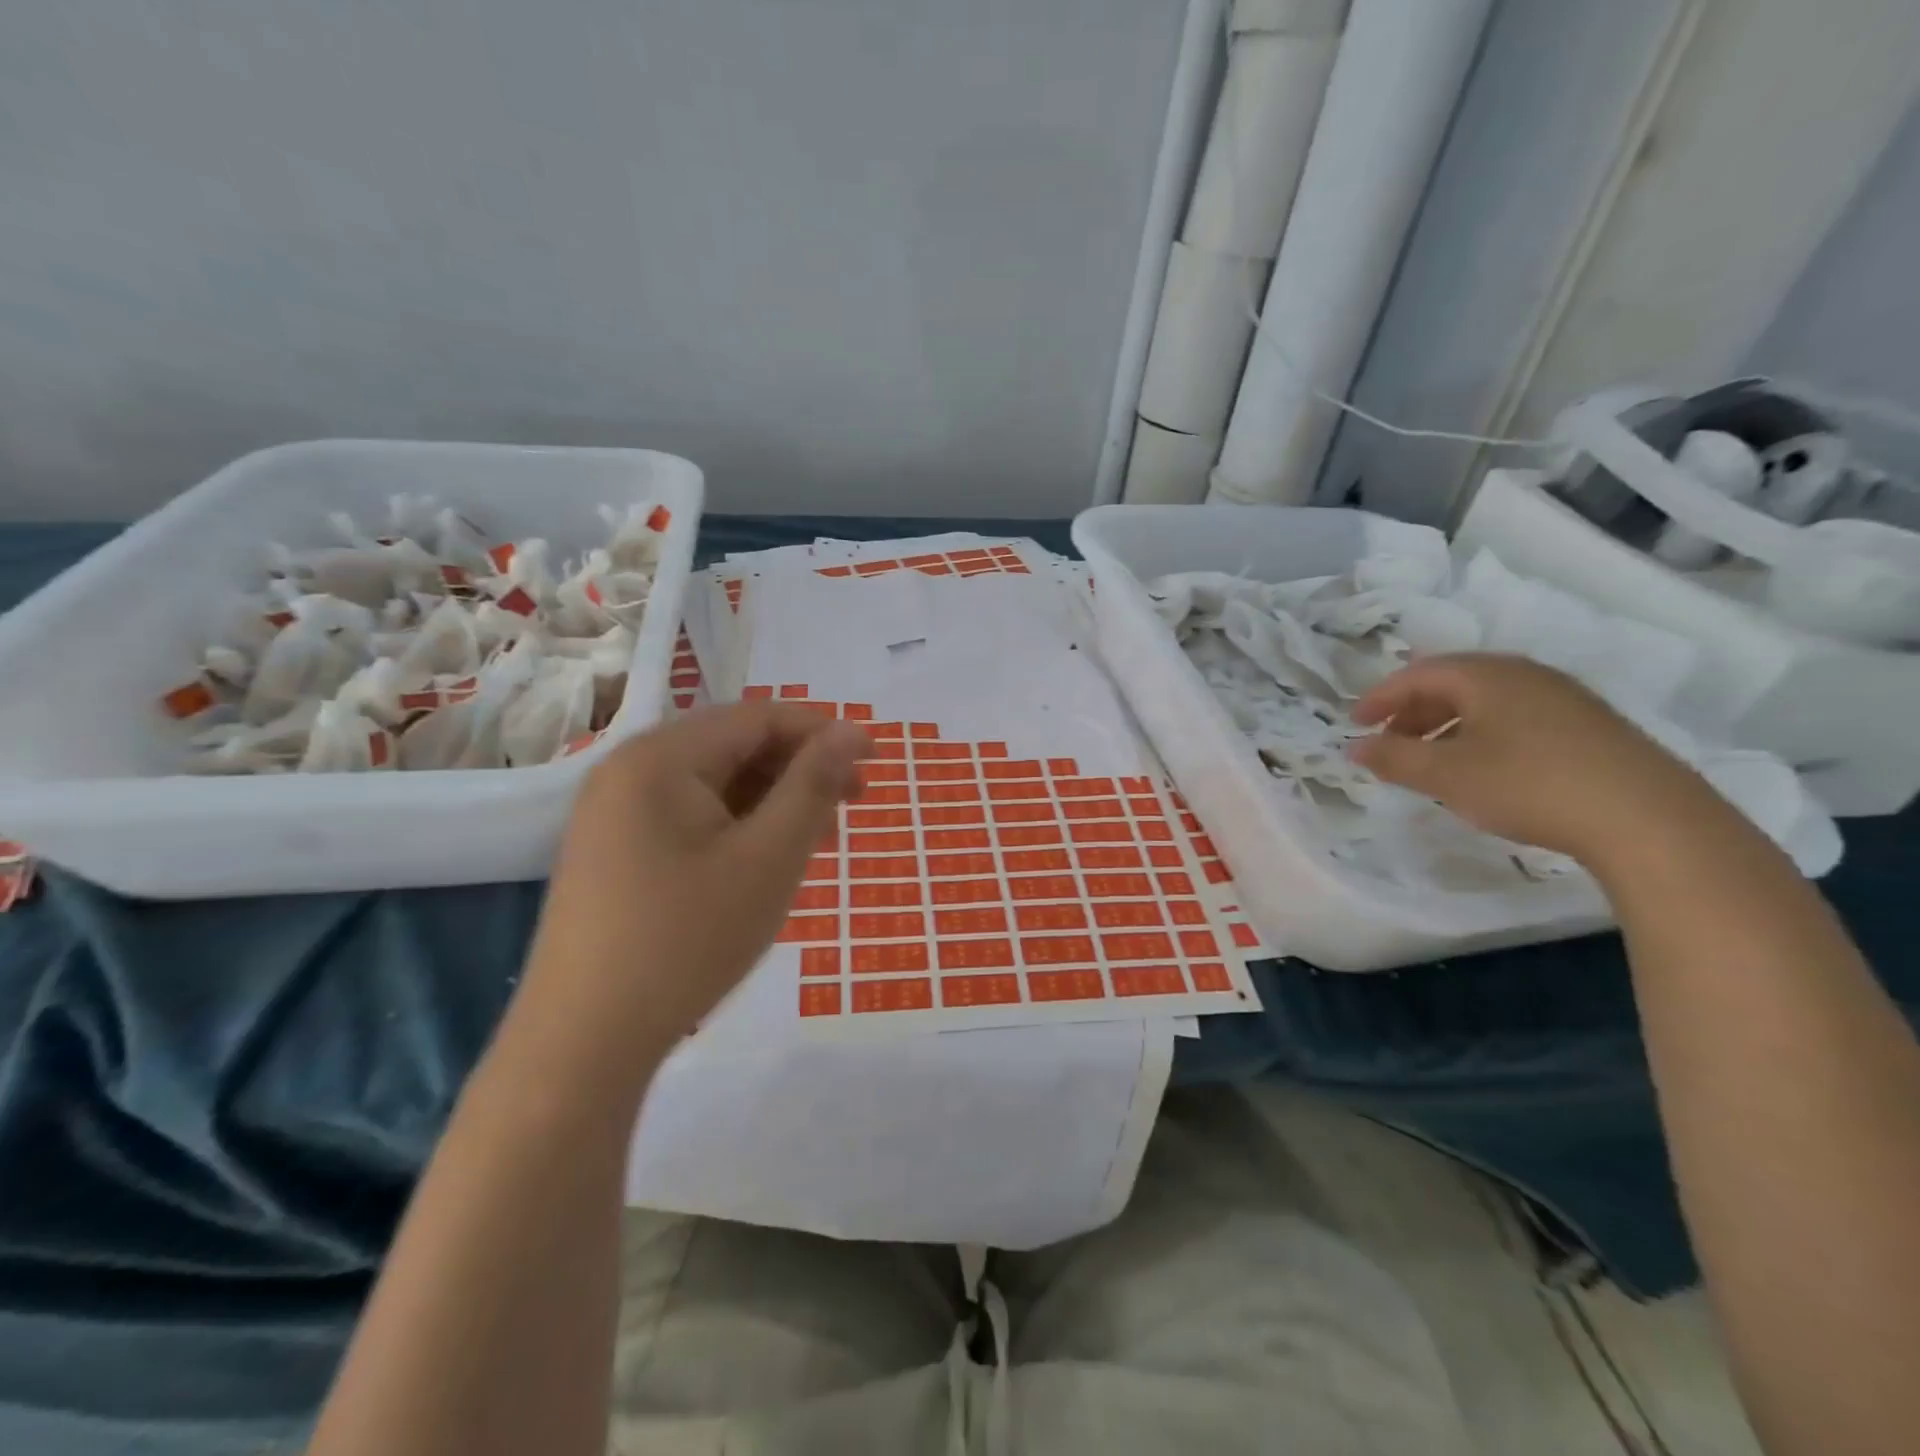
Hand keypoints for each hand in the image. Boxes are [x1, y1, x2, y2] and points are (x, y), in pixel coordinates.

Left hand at [519, 703, 869, 1068]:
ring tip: (817, 842)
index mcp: (659, 758)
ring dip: (773, 802)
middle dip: (799, 770)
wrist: (582, 1045)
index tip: (875, 760)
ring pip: (714, 786)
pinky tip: (766, 862)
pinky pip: (690, 818)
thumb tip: (852, 731)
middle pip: (733, 747)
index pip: (757, 717)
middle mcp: (628, 771)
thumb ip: (813, 785)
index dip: (822, 731)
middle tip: (853, 807)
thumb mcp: (769, 858)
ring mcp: (614, 814)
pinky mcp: (614, 852)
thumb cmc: (687, 941)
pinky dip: (738, 828)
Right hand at [1347, 653, 1712, 865]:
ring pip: (1487, 700)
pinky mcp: (1591, 726)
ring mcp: (1564, 698)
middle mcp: (1525, 674)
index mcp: (1487, 675)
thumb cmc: (1528, 785)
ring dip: (1447, 724)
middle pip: (1453, 682)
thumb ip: (1393, 757)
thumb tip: (1354, 746)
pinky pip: (1517, 716)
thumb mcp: (1445, 775)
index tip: (1355, 724)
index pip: (1417, 673)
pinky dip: (1483, 733)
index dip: (1380, 697)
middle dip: (1413, 710)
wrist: (1647, 819)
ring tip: (1431, 760)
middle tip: (1390, 742)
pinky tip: (1484, 768)